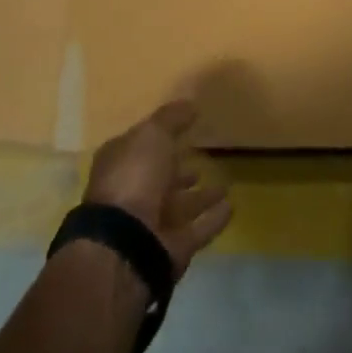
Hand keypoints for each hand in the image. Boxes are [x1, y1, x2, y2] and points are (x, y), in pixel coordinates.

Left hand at [84, 100, 232, 277]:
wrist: (127, 242)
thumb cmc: (134, 177)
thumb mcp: (153, 134)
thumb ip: (172, 118)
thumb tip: (190, 104)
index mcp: (119, 165)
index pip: (139, 147)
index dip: (159, 138)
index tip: (184, 130)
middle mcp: (131, 194)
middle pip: (159, 179)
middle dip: (179, 171)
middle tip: (203, 159)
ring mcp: (150, 224)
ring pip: (179, 206)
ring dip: (200, 197)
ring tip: (224, 185)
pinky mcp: (170, 248)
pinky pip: (197, 229)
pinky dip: (213, 220)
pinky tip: (231, 207)